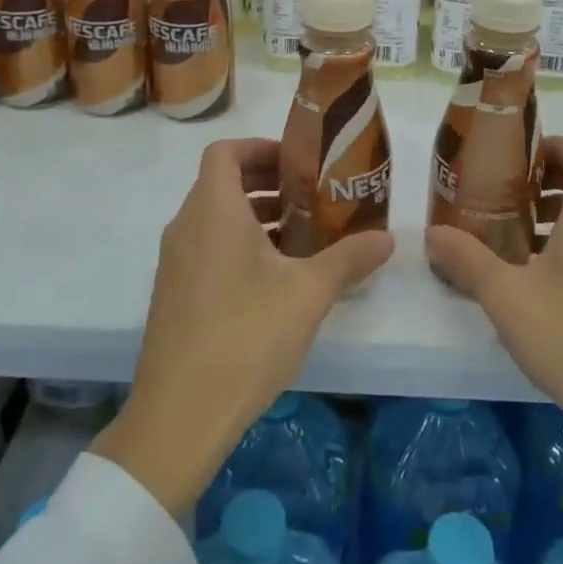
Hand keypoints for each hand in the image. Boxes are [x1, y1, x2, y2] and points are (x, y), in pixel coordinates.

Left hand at [92, 138, 393, 520]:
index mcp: (213, 211)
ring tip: (304, 235)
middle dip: (268, 183)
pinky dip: (240, 245)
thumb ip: (349, 258)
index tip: (299, 162)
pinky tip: (277, 279)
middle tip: (313, 196)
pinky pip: (208, 248)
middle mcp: (187, 227)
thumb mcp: (308, 293)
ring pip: (216, 218)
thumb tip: (388, 238)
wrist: (179, 416)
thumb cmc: (245, 336)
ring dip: (256, 216)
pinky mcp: (174, 294)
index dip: (260, 147)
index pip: (225, 152)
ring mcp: (175, 262)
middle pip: (223, 183)